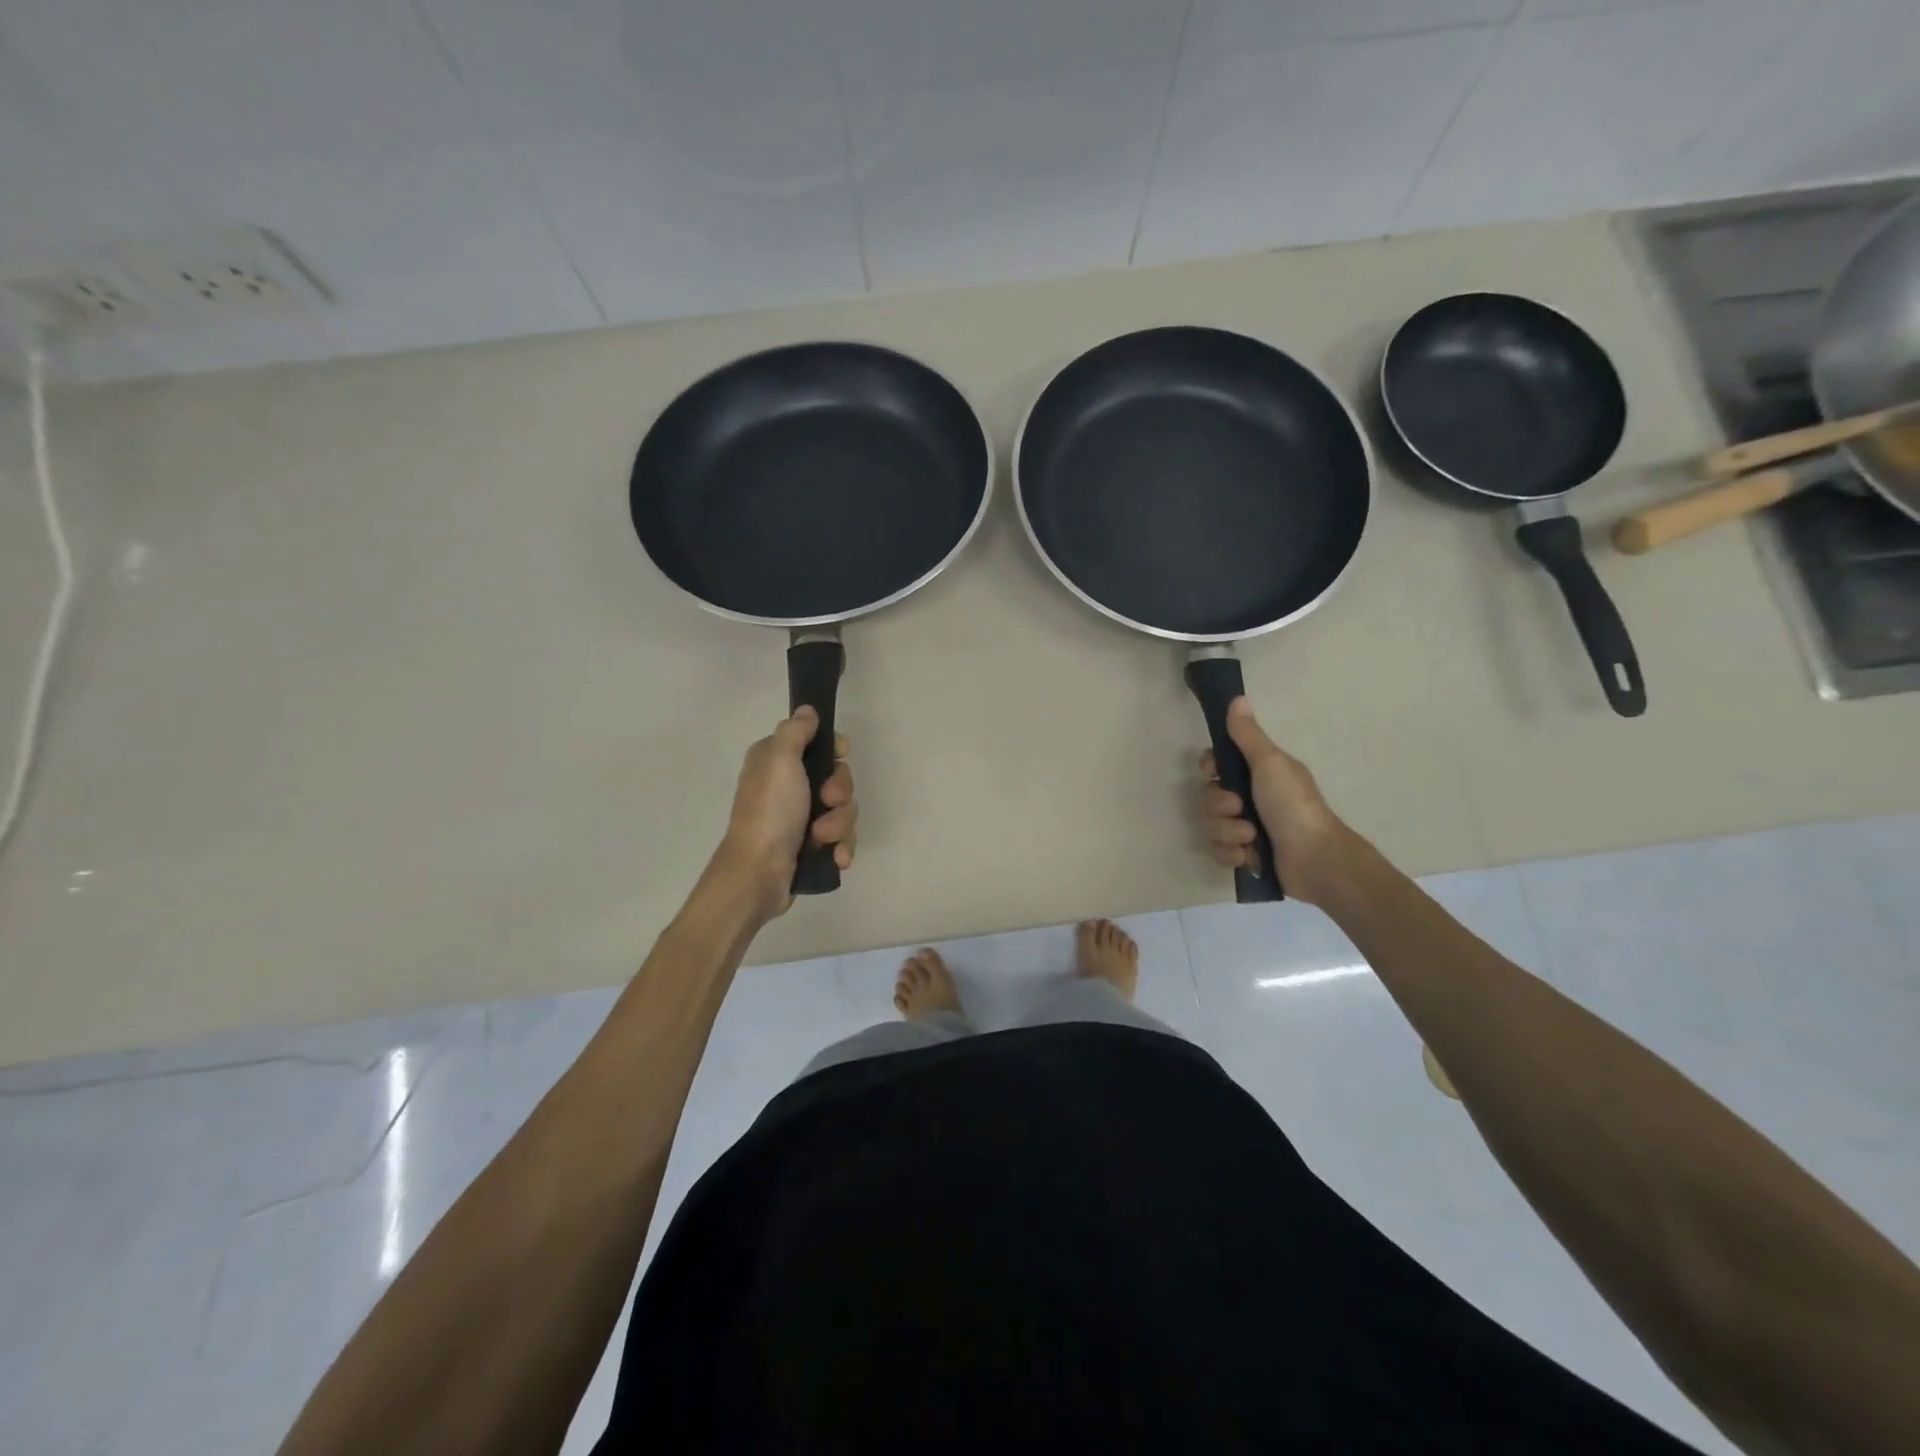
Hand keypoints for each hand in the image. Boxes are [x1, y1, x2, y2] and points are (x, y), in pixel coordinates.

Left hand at [714, 707, 856, 918]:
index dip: (835, 750)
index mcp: (777, 761)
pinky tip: (835, 857)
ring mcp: (801, 818)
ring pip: (844, 810)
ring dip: (839, 824)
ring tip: (822, 839)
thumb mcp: (779, 759)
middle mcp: (789, 786)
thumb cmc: (769, 811)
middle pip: (838, 777)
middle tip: (826, 802)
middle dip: (840, 793)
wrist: (758, 874)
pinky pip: (842, 838)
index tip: (839, 755)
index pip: (819, 743)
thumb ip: (795, 731)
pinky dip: (841, 847)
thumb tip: (807, 710)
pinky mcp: (811, 846)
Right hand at [1199, 698, 1355, 905]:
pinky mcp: (1245, 857)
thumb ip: (1247, 734)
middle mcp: (1250, 799)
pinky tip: (1248, 856)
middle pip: (1209, 797)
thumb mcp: (1270, 762)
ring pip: (1211, 826)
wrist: (1315, 858)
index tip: (1214, 771)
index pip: (1217, 765)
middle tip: (1239, 808)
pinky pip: (1218, 852)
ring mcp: (1246, 829)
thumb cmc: (1293, 804)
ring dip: (1228, 832)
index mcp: (1258, 773)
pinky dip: (1232, 855)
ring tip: (1250, 837)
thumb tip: (1237, 698)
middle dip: (1219, 806)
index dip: (1210, 768)